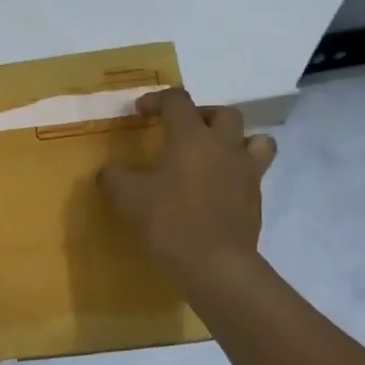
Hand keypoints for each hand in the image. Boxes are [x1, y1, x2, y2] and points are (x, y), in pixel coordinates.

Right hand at [99, 88, 276, 283]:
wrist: (215, 264)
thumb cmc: (169, 222)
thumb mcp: (128, 198)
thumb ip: (114, 178)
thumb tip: (108, 171)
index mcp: (191, 137)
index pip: (177, 101)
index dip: (157, 100)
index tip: (140, 113)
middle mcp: (224, 145)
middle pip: (222, 113)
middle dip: (201, 115)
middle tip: (182, 130)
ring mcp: (247, 171)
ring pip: (255, 139)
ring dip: (236, 139)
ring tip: (216, 154)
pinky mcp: (256, 197)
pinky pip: (255, 172)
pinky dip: (240, 171)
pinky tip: (221, 188)